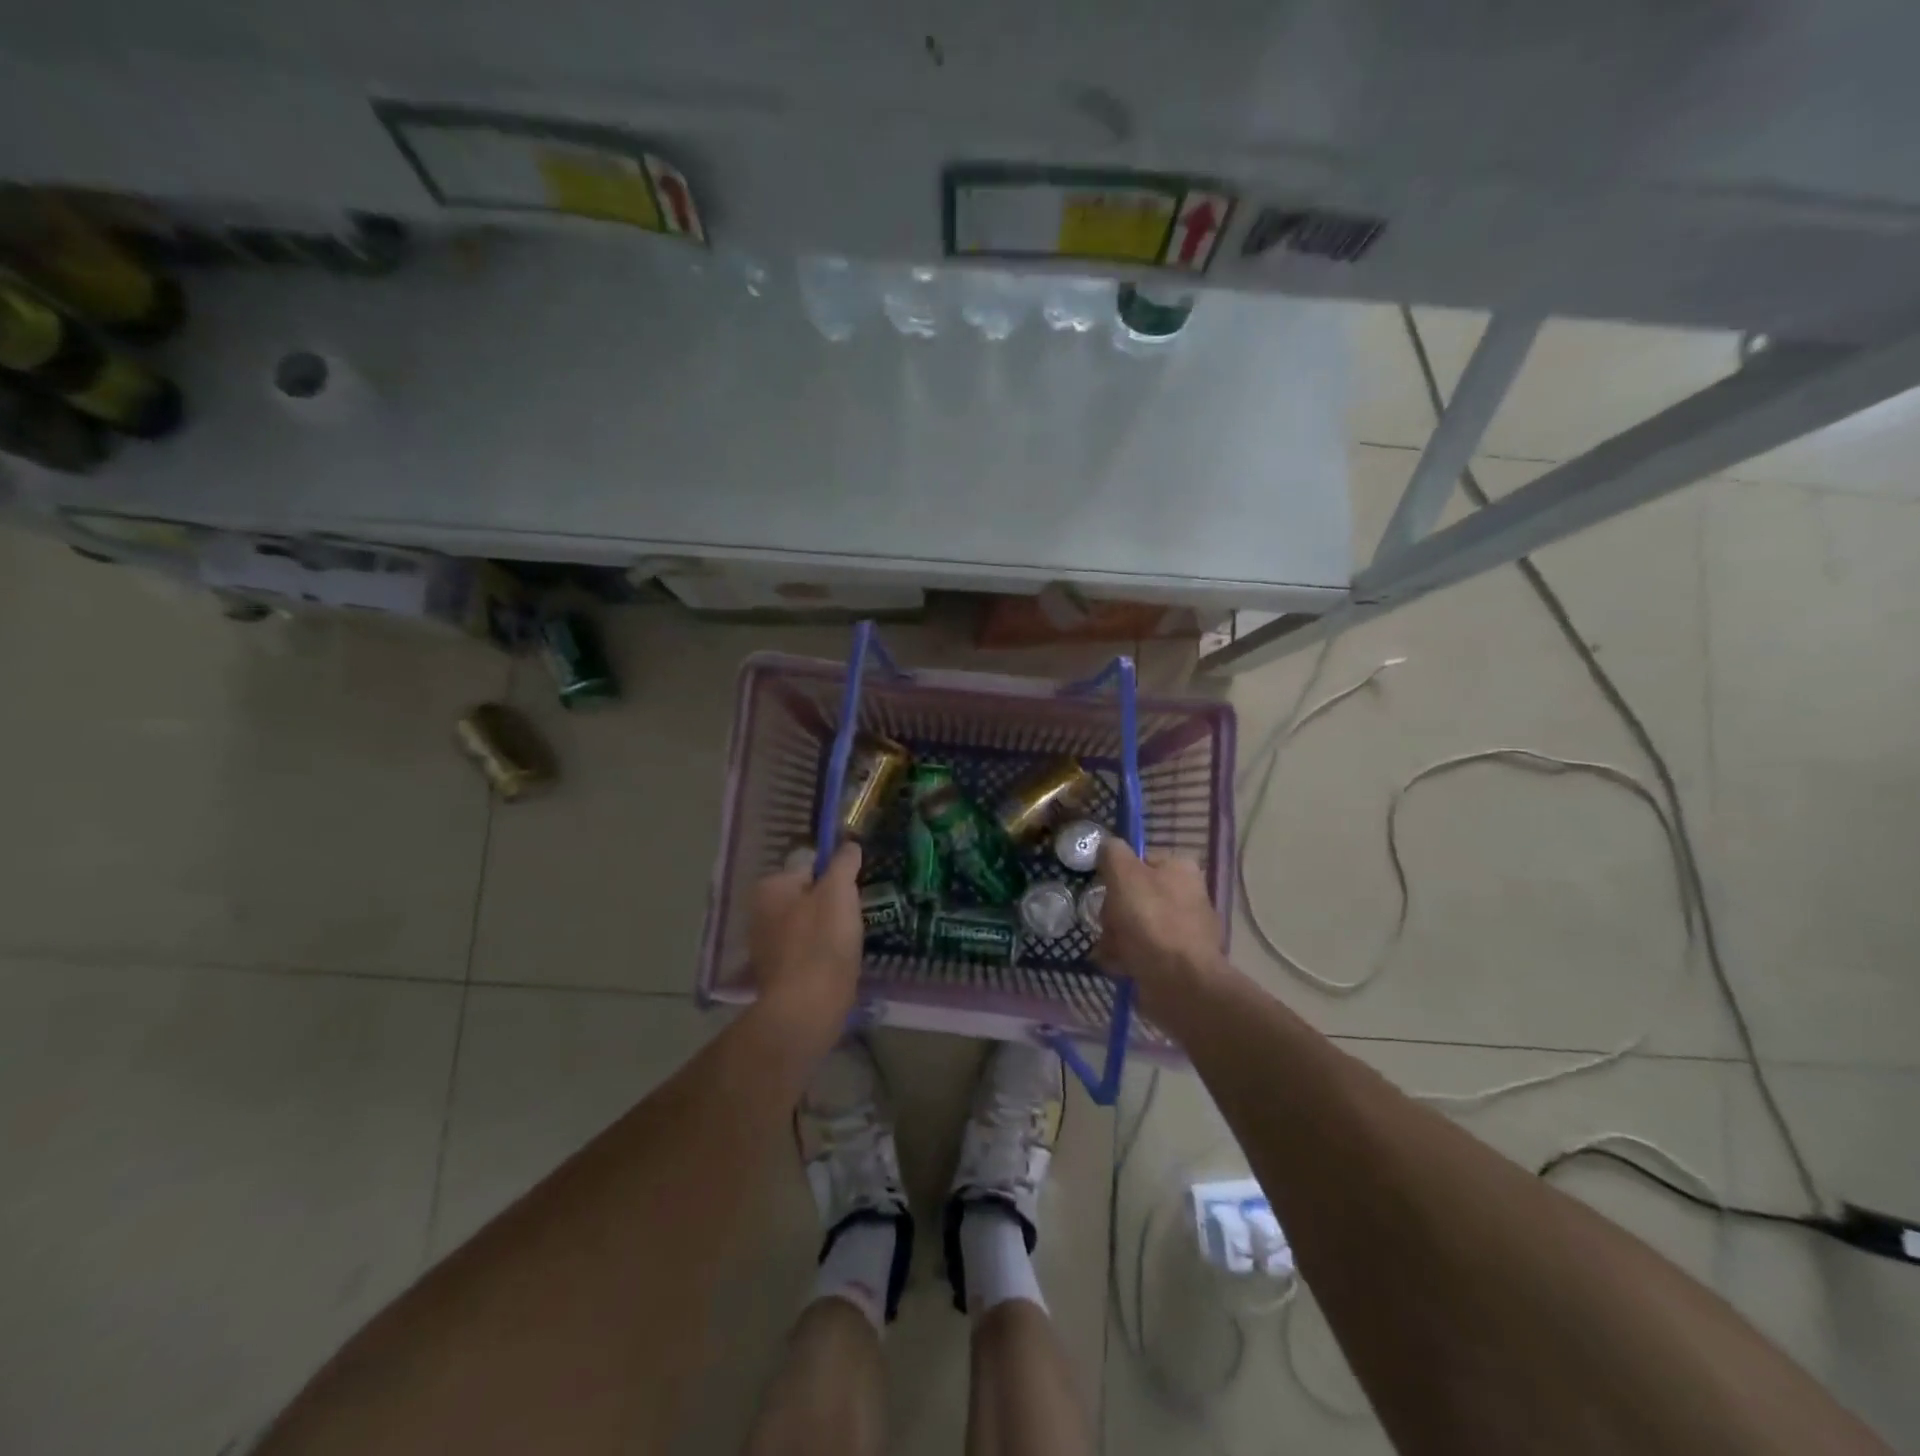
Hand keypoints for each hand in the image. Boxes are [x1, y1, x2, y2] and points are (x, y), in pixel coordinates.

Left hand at [748, 841, 864, 1054]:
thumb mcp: (839, 892)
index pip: (809, 868)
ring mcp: (766, 947)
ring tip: (849, 945)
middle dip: (831, 906)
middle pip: (808, 898)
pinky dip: (822, 956)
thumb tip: (849, 844)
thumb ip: (844, 863)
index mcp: (770, 888)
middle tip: (854, 919)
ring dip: (828, 932)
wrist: (807, 1009)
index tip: (853, 893)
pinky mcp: (777, 975)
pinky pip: (807, 953)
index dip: (836, 877)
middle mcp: (759, 914)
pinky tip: (838, 966)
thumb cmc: (822, 942)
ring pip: (808, 926)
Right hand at [1096, 839, 1230, 1021]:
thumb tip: (1108, 845)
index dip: (1118, 874)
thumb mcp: (1124, 875)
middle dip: (1114, 912)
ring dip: (1116, 937)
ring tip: (1111, 950)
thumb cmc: (1151, 921)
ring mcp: (1186, 931)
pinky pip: (1143, 952)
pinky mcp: (1179, 961)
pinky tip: (1118, 966)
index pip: (1141, 861)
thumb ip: (1113, 853)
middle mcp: (1188, 896)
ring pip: (1135, 926)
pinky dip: (1127, 958)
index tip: (1106, 889)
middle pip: (1135, 895)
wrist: (1180, 983)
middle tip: (1108, 925)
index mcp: (1181, 870)